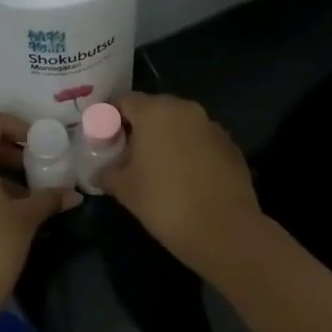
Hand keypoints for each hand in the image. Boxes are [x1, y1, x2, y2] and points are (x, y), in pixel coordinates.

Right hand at [98, 93, 263, 279]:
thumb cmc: (165, 203)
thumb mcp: (125, 189)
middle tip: (126, 154)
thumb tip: (100, 172)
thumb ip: (107, 173)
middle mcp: (186, 109)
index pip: (124, 101)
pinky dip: (188, 151)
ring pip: (179, 124)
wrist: (224, 230)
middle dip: (138, 128)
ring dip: (165, 138)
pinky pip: (200, 140)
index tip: (102, 138)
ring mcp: (212, 126)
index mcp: (156, 112)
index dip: (108, 117)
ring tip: (155, 167)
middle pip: (154, 109)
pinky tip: (184, 177)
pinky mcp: (230, 146)